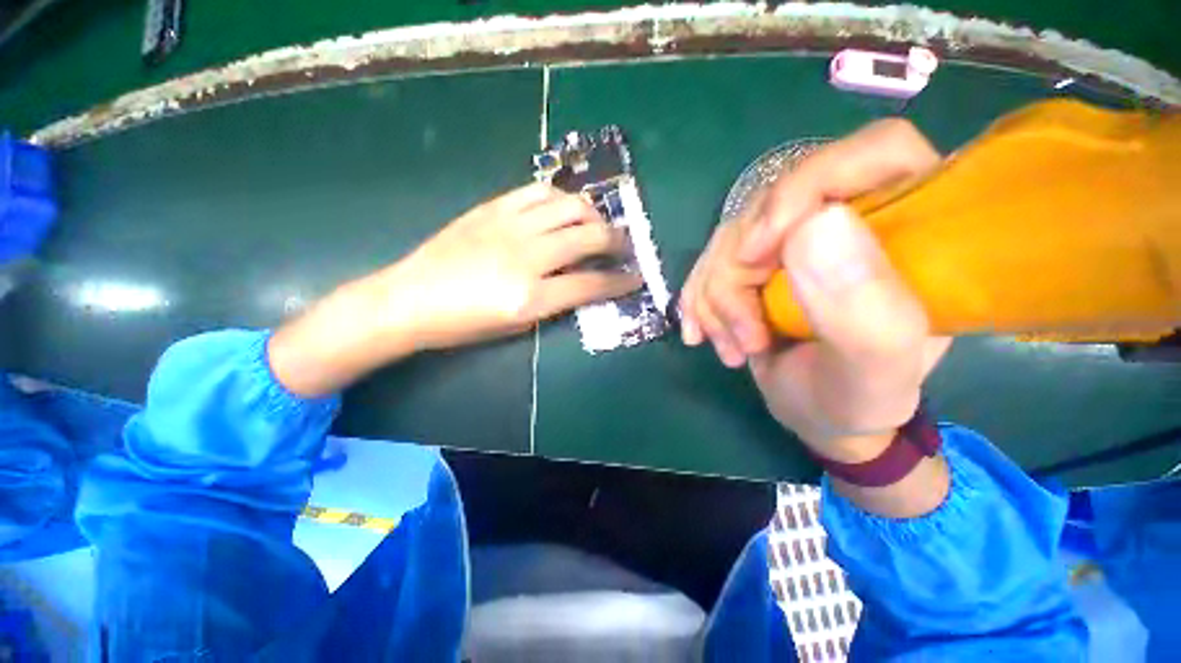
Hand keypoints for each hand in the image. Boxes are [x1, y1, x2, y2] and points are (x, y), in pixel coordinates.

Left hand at [269, 183, 639, 396]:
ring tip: (598, 224)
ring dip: (593, 214)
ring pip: (568, 206)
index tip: (636, 279)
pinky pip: (537, 191)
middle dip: (617, 241)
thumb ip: (555, 303)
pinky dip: (560, 197)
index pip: (591, 284)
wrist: (408, 298)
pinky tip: (564, 208)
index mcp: (530, 297)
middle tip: (625, 247)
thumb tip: (584, 284)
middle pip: (588, 237)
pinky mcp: (493, 208)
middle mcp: (526, 256)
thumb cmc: (462, 324)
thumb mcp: (516, 326)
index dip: (621, 283)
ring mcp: (509, 226)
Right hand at [681, 119, 950, 460]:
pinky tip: (703, 335)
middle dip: (739, 277)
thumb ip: (864, 305)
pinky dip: (699, 302)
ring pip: (730, 241)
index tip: (759, 251)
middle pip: (771, 207)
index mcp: (911, 226)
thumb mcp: (874, 369)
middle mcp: (849, 219)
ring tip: (735, 350)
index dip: (805, 186)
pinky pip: (709, 264)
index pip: (872, 153)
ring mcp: (795, 241)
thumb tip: (814, 225)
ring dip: (716, 301)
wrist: (820, 414)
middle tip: (747, 339)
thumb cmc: (859, 398)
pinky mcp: (758, 263)